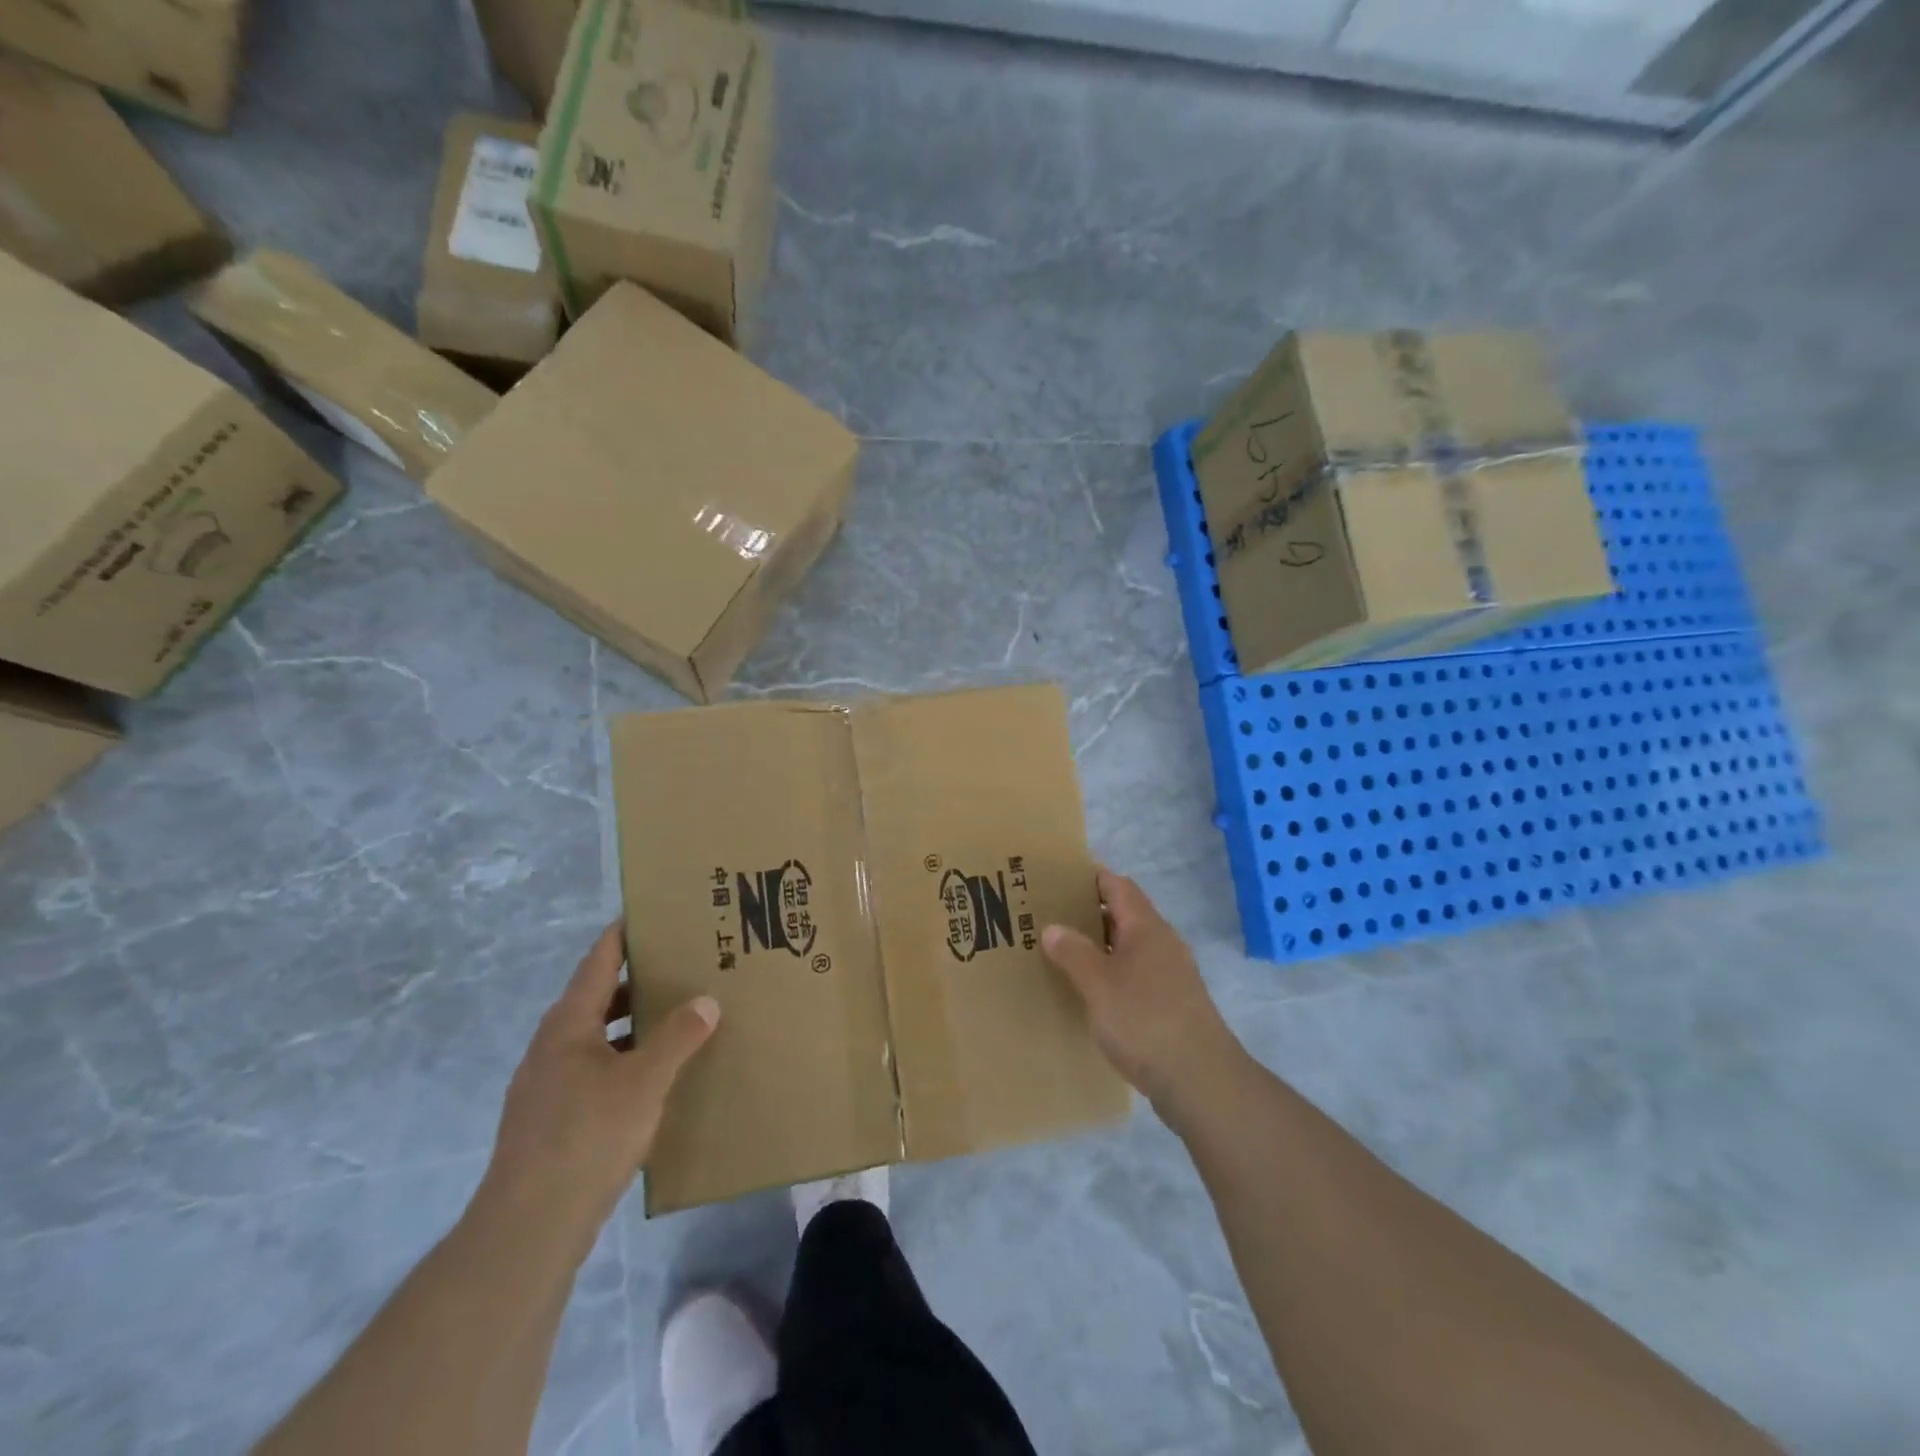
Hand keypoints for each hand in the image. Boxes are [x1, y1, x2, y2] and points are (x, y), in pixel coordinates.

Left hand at [480, 922, 717, 1242]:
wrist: (529, 1227)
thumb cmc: (587, 1137)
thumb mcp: (644, 1081)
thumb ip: (678, 1037)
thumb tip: (706, 1000)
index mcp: (568, 1024)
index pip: (599, 961)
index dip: (624, 935)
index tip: (653, 914)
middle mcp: (552, 1046)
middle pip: (599, 997)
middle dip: (639, 980)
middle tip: (682, 965)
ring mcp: (547, 1085)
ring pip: (597, 1036)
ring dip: (633, 1023)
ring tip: (678, 1016)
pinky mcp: (551, 1119)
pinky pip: (594, 1069)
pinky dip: (624, 1058)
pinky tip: (653, 1076)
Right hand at [1043, 870, 1244, 1112]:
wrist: (1200, 1080)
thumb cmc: (1144, 1020)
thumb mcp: (1098, 984)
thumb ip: (1073, 952)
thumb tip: (1053, 927)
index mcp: (1146, 927)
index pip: (1118, 886)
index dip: (1090, 877)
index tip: (1057, 877)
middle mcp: (1162, 943)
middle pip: (1123, 914)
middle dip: (1088, 912)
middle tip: (1049, 917)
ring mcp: (1171, 975)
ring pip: (1129, 947)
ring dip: (1099, 946)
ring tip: (1062, 953)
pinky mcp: (1172, 1004)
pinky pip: (1135, 974)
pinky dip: (1111, 973)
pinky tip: (1090, 992)